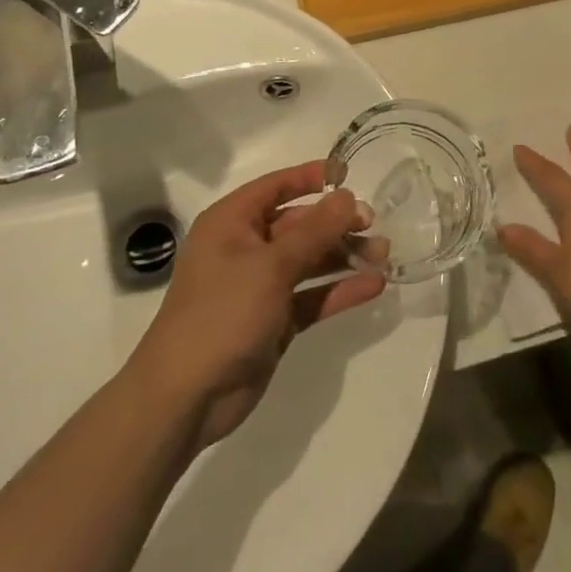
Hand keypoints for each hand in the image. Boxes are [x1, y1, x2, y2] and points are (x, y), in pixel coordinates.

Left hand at [133, 162, 382, 446]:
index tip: (348, 174)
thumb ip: (315, 231)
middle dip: (336, 224)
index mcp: (232, 223)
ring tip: (383, 255)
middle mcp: (246, 248)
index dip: (310, 177)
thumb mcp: (271, 266)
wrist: (186, 397)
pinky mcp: (275, 320)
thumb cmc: (222, 314)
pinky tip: (374, 286)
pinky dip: (339, 290)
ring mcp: (260, 286)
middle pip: (299, 225)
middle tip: (374, 224)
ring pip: (310, 261)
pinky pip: (312, 296)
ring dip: (344, 257)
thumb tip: (348, 197)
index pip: (276, 186)